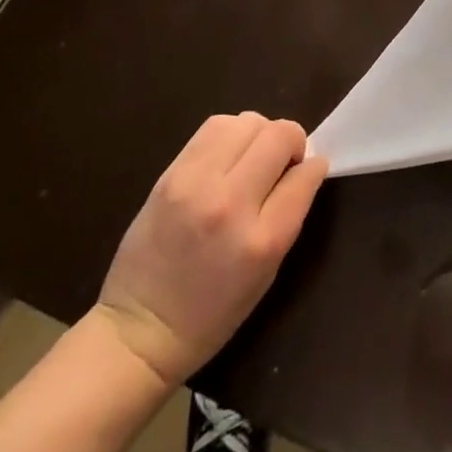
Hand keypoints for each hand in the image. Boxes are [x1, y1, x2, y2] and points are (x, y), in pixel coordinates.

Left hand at [94, 112, 328, 386]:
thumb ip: (288, 214)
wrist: (139, 330)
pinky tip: (226, 157)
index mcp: (262, 241)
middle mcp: (231, 203)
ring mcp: (196, 184)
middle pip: (279, 135)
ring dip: (259, 134)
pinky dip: (230, 133)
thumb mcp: (267, 273)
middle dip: (291, 142)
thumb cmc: (211, 313)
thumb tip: (305, 168)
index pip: (305, 175)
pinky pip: (214, 127)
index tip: (307, 172)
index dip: (313, 168)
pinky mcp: (170, 173)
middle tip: (281, 164)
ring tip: (251, 159)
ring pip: (248, 121)